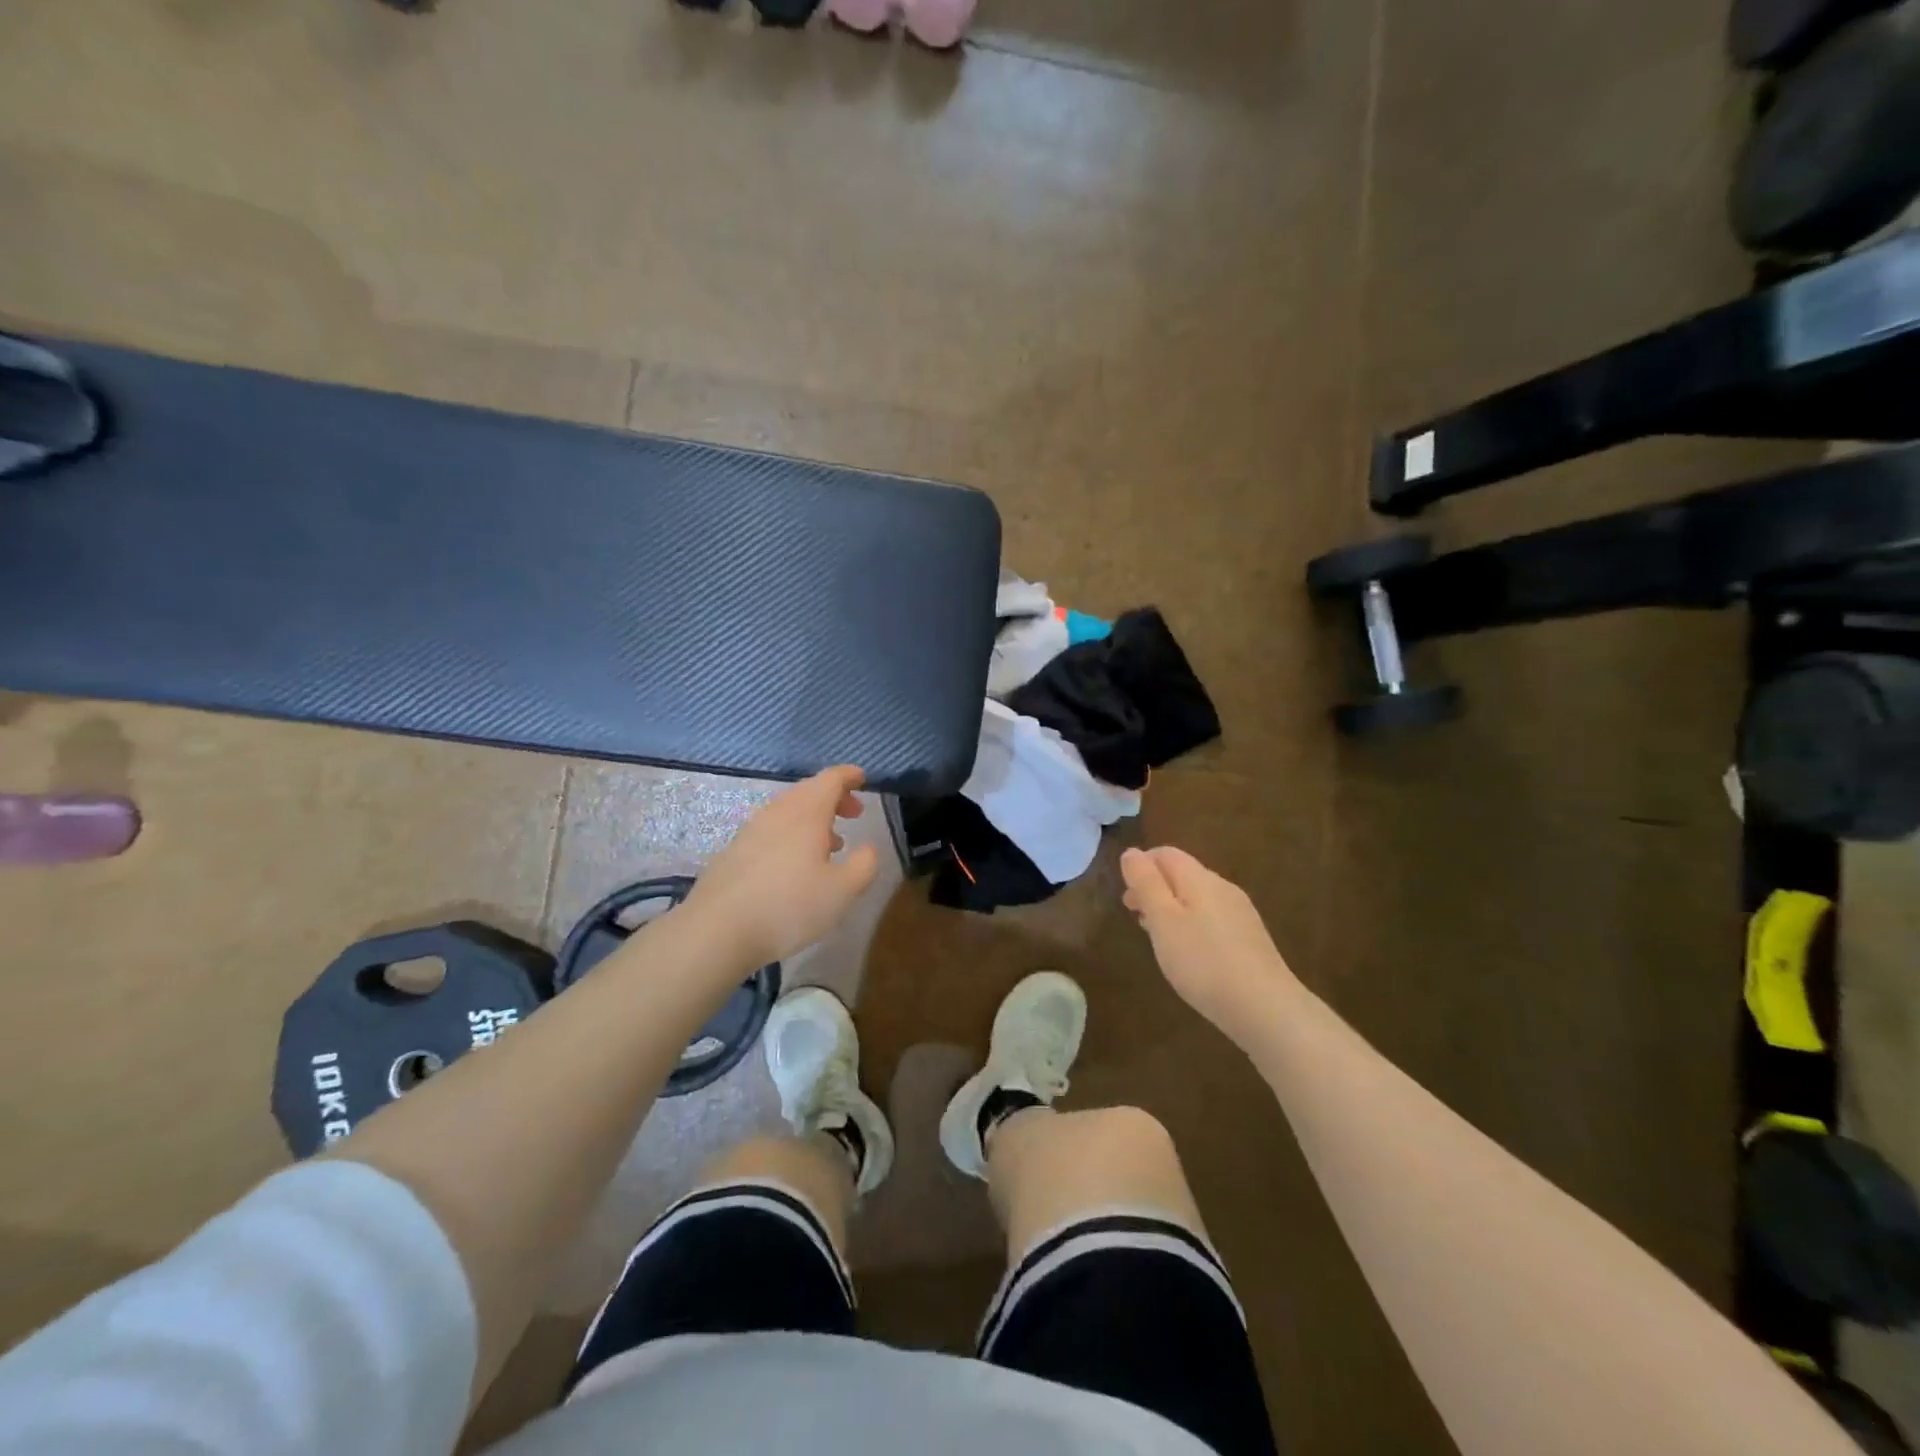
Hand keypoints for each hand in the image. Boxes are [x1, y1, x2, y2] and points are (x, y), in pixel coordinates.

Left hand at [682, 765, 880, 970]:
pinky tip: (795, 865)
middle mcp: (778, 812)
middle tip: (853, 813)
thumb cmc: (789, 906)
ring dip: (813, 819)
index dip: (849, 775)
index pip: (831, 779)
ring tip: (830, 845)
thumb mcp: (842, 891)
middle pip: (808, 791)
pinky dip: (792, 835)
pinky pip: (771, 830)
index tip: (862, 778)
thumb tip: (868, 848)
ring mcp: (751, 830)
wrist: (717, 930)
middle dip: (834, 797)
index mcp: (807, 813)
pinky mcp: (734, 851)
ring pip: (788, 811)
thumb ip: (864, 865)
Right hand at [1120, 846, 1297, 1037]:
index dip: (1141, 865)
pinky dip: (1191, 924)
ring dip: (1171, 908)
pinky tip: (1188, 953)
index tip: (1125, 894)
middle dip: (1154, 888)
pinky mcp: (1250, 939)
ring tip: (1156, 936)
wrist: (1265, 1008)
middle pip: (1183, 874)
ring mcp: (1240, 914)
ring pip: (1197, 898)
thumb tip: (1131, 852)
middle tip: (1134, 915)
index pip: (1166, 854)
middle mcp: (1223, 888)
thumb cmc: (1203, 961)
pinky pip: (1212, 919)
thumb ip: (1146, 883)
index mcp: (1200, 879)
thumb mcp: (1163, 920)